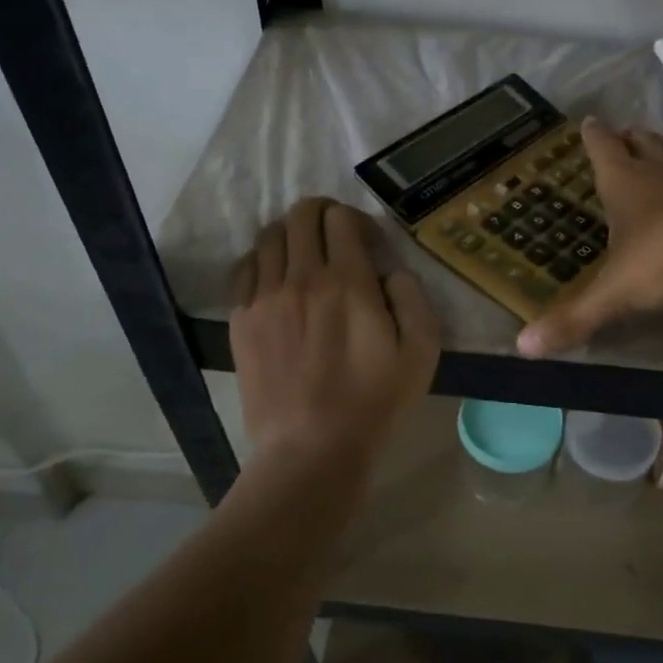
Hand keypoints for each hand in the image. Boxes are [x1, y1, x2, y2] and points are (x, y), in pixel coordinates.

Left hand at [230, 198, 440, 475]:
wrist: (312, 448)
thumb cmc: (374, 402)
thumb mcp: (421, 352)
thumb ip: (413, 297)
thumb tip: (392, 271)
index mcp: (348, 282)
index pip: (342, 219)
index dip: (359, 221)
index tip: (371, 245)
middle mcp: (302, 277)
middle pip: (302, 215)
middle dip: (323, 213)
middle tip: (338, 236)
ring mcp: (265, 297)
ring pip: (270, 236)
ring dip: (292, 234)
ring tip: (305, 256)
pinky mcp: (241, 319)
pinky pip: (245, 267)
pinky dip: (262, 260)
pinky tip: (276, 278)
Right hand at [517, 120, 662, 357]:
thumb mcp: (615, 291)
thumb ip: (575, 318)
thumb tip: (524, 347)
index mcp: (624, 184)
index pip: (603, 151)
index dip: (594, 137)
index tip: (590, 122)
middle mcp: (661, 172)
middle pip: (643, 144)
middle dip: (631, 138)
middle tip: (625, 133)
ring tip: (662, 145)